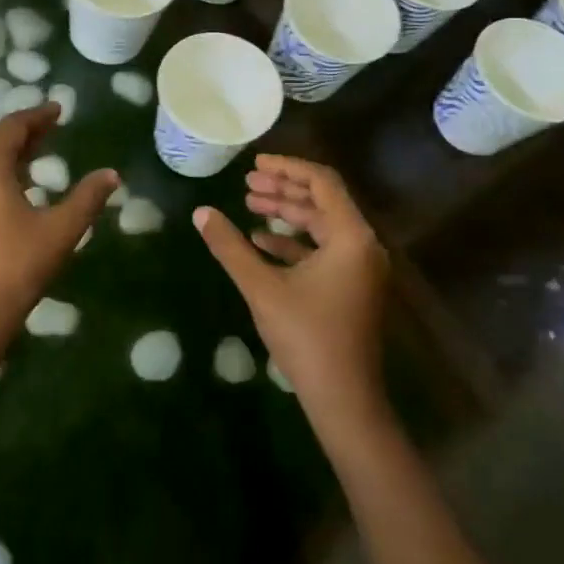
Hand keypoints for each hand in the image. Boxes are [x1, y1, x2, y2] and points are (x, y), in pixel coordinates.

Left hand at [0, 105, 116, 371]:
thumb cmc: (15, 268)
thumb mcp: (60, 231)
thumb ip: (87, 198)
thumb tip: (112, 174)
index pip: (13, 126)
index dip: (38, 116)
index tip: (58, 109)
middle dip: (24, 129)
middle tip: (52, 125)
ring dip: (9, 148)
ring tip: (39, 148)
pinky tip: (17, 181)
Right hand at [192, 155, 389, 422]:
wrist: (343, 399)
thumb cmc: (306, 336)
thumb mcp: (261, 287)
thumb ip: (230, 246)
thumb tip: (201, 212)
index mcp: (351, 237)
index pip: (322, 182)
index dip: (287, 167)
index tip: (254, 164)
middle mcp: (362, 245)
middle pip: (322, 201)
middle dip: (283, 189)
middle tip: (247, 184)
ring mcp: (359, 268)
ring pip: (321, 225)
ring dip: (286, 214)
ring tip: (249, 204)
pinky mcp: (352, 287)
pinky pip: (323, 249)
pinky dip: (293, 241)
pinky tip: (260, 241)